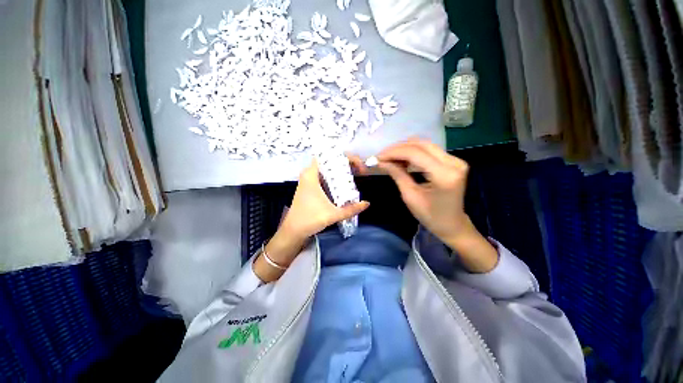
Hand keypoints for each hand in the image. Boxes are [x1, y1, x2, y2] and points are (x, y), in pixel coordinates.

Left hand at [254, 158, 368, 281]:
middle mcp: (309, 175)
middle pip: (329, 162)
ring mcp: (309, 181)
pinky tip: (345, 184)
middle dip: (345, 163)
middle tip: (359, 170)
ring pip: (327, 170)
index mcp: (311, 175)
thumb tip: (367, 203)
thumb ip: (351, 209)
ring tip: (355, 174)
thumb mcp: (332, 214)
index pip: (328, 156)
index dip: (343, 156)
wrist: (293, 232)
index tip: (356, 164)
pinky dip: (335, 178)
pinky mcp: (311, 188)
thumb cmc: (309, 220)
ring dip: (341, 171)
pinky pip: (325, 178)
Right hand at [377, 138, 497, 272]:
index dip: (394, 152)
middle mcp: (454, 162)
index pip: (415, 153)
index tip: (378, 157)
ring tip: (390, 158)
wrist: (452, 225)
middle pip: (421, 144)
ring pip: (425, 145)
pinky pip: (429, 151)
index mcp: (444, 175)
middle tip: (382, 156)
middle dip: (398, 148)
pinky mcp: (453, 161)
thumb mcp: (410, 196)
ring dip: (405, 149)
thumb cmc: (430, 216)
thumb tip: (381, 162)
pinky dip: (413, 152)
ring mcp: (456, 160)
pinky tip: (402, 159)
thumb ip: (397, 174)